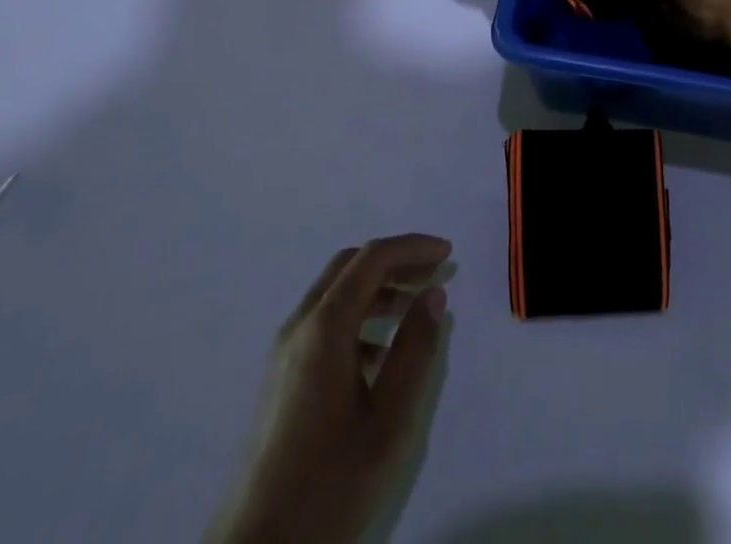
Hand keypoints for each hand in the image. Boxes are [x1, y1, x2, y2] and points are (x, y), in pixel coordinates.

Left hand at [210, 235, 452, 543]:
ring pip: (336, 294)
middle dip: (396, 261)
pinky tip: (381, 353)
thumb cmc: (330, 482)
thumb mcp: (389, 420)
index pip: (372, 258)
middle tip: (435, 273)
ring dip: (378, 288)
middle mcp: (299, 326)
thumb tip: (433, 295)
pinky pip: (324, 324)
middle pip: (351, 266)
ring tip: (416, 308)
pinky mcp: (281, 378)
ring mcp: (285, 352)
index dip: (413, 248)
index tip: (448, 255)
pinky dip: (358, 317)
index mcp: (324, 327)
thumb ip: (415, 350)